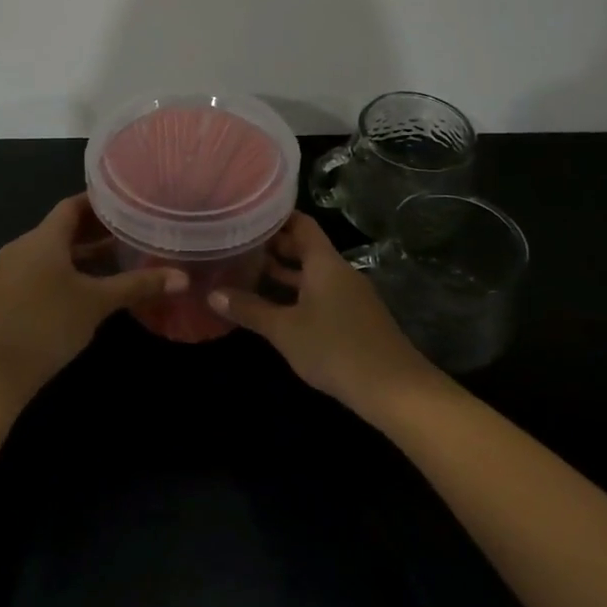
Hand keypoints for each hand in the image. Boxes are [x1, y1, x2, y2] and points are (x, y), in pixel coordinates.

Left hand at [0, 195, 187, 405]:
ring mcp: (14, 271)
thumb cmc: (46, 326)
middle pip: (64, 227)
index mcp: (42, 238)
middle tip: (134, 228)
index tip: (130, 201)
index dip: (101, 202)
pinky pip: (45, 269)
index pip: (73, 205)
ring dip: (85, 251)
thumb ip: (137, 286)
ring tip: (121, 254)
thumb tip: (182, 277)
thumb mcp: (96, 303)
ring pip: (55, 250)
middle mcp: (25, 246)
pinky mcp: (11, 294)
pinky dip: (70, 269)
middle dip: (98, 228)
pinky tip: (93, 285)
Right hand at [209, 213, 436, 412]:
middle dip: (273, 247)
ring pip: (311, 274)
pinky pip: (320, 294)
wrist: (394, 389)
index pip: (301, 224)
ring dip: (283, 274)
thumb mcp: (285, 330)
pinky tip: (274, 308)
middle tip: (237, 246)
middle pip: (305, 248)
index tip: (247, 216)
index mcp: (324, 263)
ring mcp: (349, 296)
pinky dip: (296, 294)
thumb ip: (250, 309)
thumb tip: (213, 294)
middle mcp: (338, 272)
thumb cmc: (335, 348)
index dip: (275, 218)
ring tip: (247, 274)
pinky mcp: (354, 319)